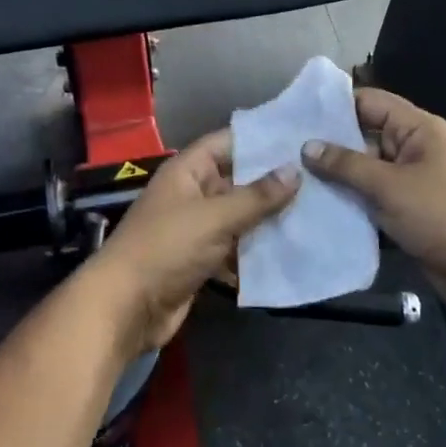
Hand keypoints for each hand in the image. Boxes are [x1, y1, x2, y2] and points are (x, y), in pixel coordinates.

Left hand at [81, 131, 299, 355]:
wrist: (127, 307)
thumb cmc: (166, 248)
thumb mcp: (214, 217)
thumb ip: (256, 196)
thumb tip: (294, 170)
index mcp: (187, 172)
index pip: (227, 143)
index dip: (260, 139)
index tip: (299, 138)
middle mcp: (192, 194)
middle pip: (236, 181)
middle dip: (272, 183)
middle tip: (318, 178)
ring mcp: (195, 228)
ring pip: (238, 216)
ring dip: (268, 219)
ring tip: (316, 212)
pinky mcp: (200, 260)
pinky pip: (234, 247)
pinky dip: (255, 250)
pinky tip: (291, 250)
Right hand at [301, 89, 445, 313]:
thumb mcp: (391, 186)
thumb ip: (346, 165)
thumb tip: (307, 146)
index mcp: (417, 130)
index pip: (369, 102)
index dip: (333, 106)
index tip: (293, 116)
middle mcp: (414, 151)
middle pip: (365, 138)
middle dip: (328, 146)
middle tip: (283, 153)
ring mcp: (413, 184)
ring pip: (366, 174)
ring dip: (337, 180)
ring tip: (291, 182)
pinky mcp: (410, 215)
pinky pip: (374, 202)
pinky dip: (352, 205)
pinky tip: (317, 211)